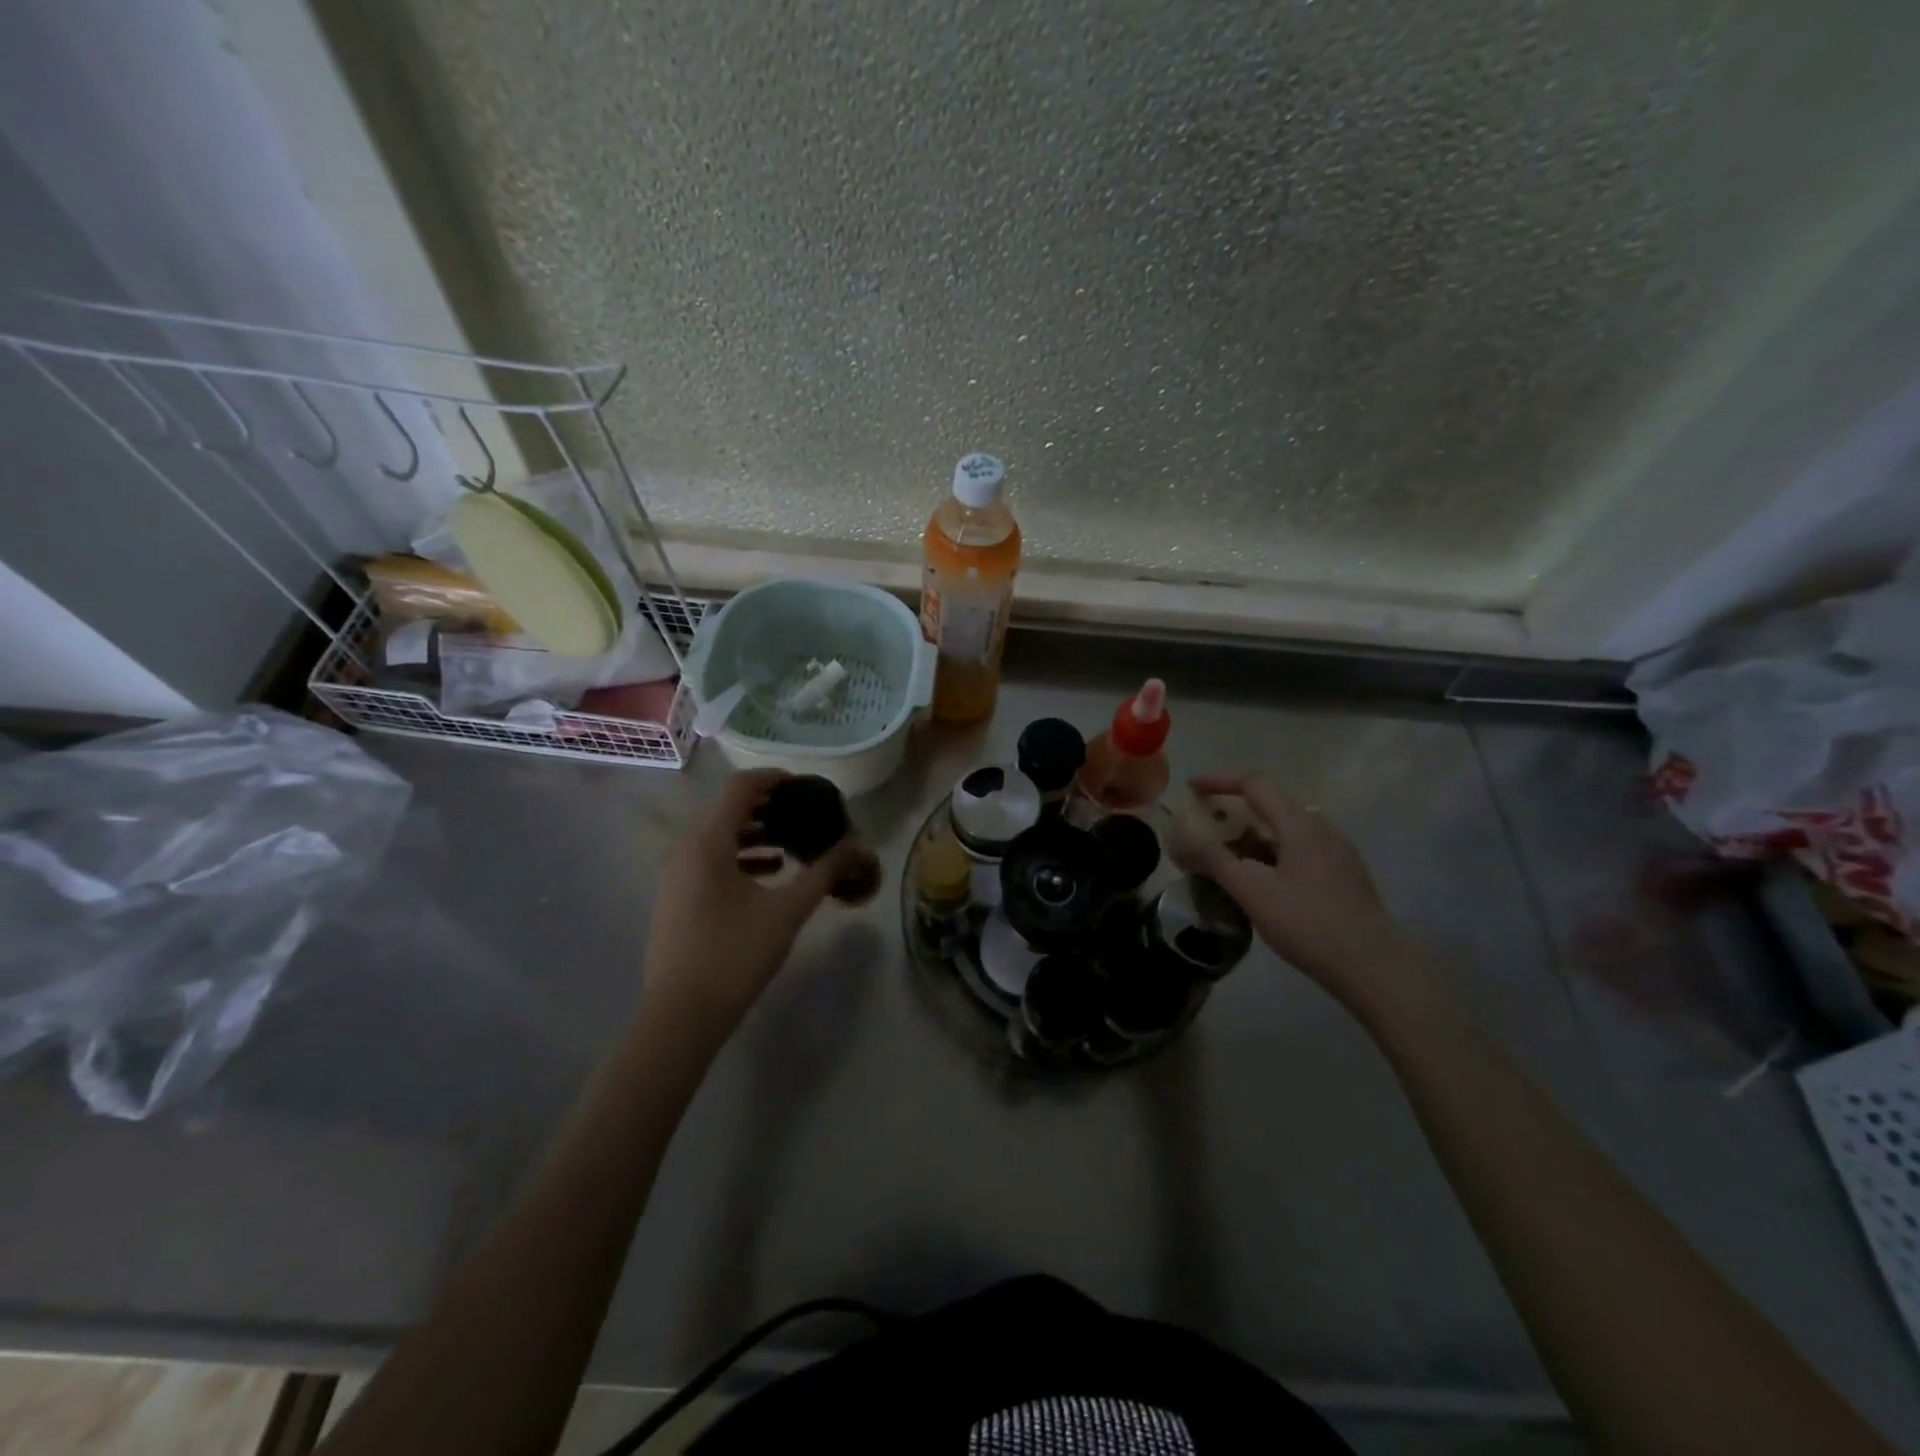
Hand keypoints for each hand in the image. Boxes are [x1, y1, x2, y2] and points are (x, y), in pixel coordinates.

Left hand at [641, 770, 866, 1040]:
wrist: (681, 1016)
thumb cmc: (735, 954)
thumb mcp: (788, 911)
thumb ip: (823, 873)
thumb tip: (857, 847)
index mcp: (708, 842)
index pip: (741, 788)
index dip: (776, 779)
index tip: (807, 786)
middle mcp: (686, 850)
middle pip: (729, 811)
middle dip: (770, 808)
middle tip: (807, 815)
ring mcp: (676, 876)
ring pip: (720, 838)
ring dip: (757, 835)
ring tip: (793, 843)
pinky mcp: (676, 899)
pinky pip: (710, 862)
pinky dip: (741, 858)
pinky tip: (770, 874)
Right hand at [1185, 774, 1429, 1020]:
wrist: (1374, 967)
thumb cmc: (1309, 925)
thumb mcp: (1253, 893)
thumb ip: (1215, 860)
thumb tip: (1182, 837)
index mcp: (1300, 826)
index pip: (1255, 785)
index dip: (1219, 781)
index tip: (1191, 788)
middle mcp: (1322, 829)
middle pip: (1271, 805)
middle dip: (1233, 811)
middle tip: (1204, 828)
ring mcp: (1337, 852)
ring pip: (1286, 830)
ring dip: (1252, 835)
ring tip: (1226, 858)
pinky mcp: (1344, 874)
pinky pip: (1299, 849)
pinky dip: (1271, 852)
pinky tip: (1260, 880)